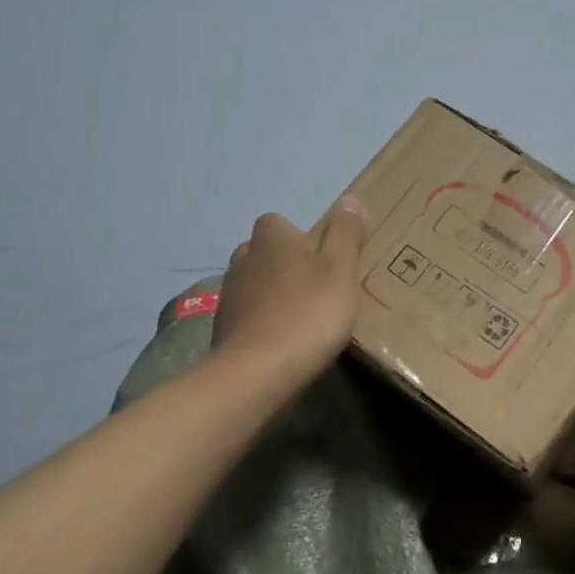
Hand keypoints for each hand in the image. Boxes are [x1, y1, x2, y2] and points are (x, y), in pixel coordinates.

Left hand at [210, 195, 367, 391]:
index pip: (280, 223)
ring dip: (275, 297)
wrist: (257, 374)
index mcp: (270, 237)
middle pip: (267, 253)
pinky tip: (284, 345)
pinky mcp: (224, 329)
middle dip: (287, 267)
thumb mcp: (341, 270)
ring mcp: (229, 295)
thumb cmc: (307, 314)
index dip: (302, 239)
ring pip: (256, 285)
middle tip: (317, 291)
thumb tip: (350, 199)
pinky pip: (249, 317)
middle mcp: (243, 258)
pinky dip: (264, 325)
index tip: (325, 262)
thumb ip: (346, 234)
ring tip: (303, 321)